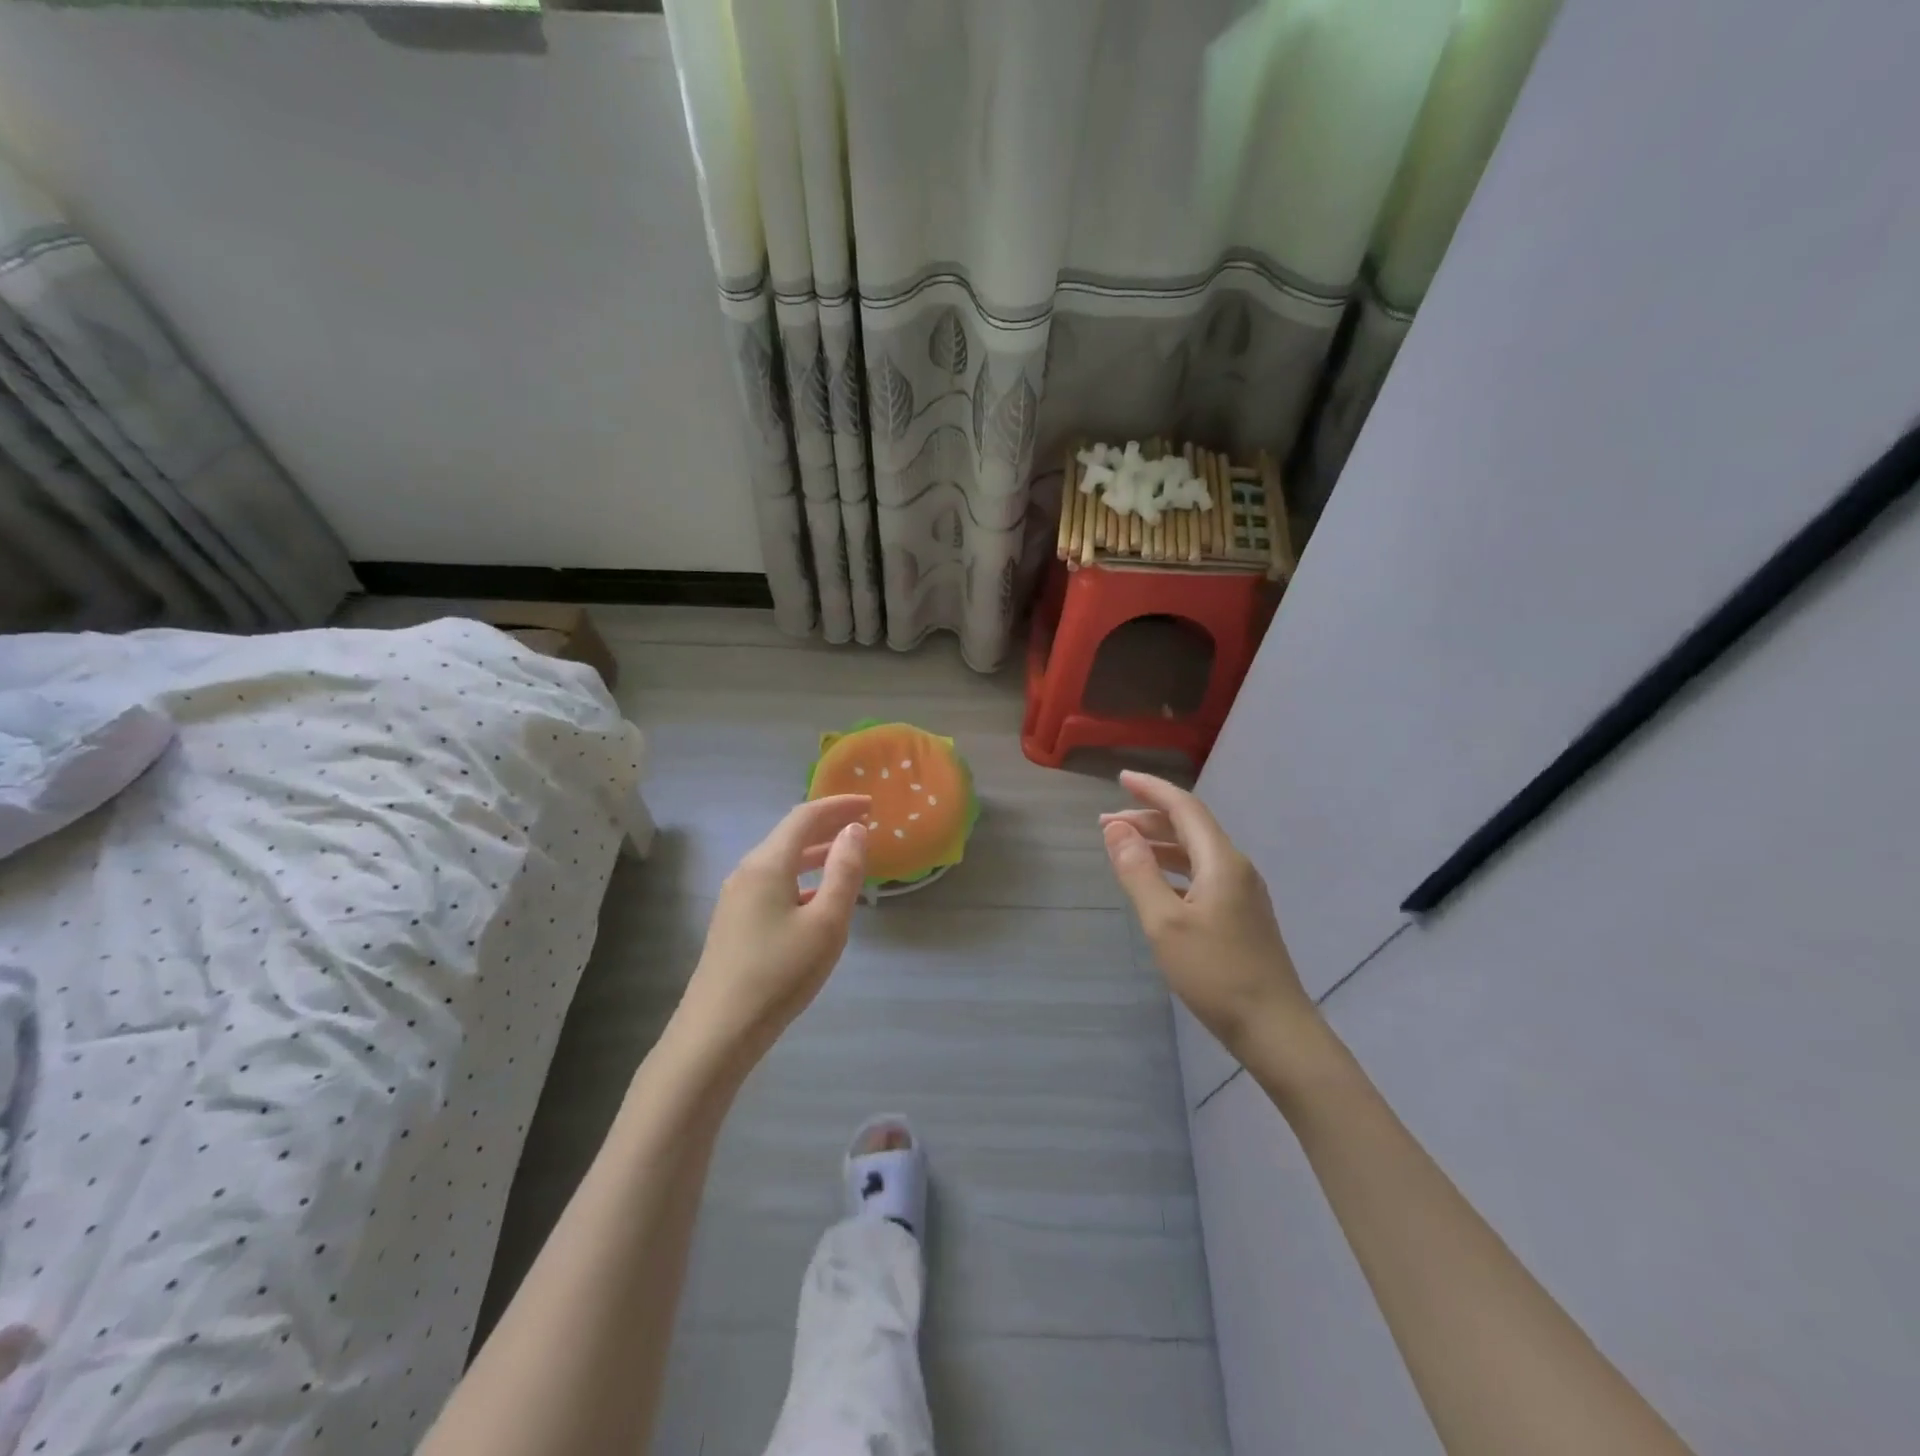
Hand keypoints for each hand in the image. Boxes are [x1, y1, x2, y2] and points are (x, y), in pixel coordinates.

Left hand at [676, 795, 869, 1062]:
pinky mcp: (734, 923)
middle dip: (828, 826)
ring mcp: (736, 899)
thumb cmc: (779, 974)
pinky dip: (801, 878)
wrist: (718, 1033)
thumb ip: (844, 872)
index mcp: (767, 864)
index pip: (805, 817)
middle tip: (864, 825)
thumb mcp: (826, 923)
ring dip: (815, 853)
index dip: (838, 806)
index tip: (870, 805)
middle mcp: (747, 872)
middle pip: (790, 835)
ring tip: (847, 856)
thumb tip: (854, 831)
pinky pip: (773, 884)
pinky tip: (817, 899)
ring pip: (781, 861)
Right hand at [1101, 771, 1314, 1059]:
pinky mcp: (1241, 915)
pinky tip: (1155, 884)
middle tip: (1106, 824)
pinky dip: (1172, 868)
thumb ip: (1138, 871)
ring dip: (1159, 844)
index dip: (1151, 789)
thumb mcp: (1164, 923)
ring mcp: (1242, 892)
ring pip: (1195, 852)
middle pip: (1190, 827)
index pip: (1184, 808)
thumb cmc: (1215, 973)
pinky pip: (1201, 874)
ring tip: (1123, 848)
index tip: (1120, 779)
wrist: (1275, 1028)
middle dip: (1148, 818)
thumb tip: (1115, 829)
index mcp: (1221, 861)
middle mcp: (1235, 867)